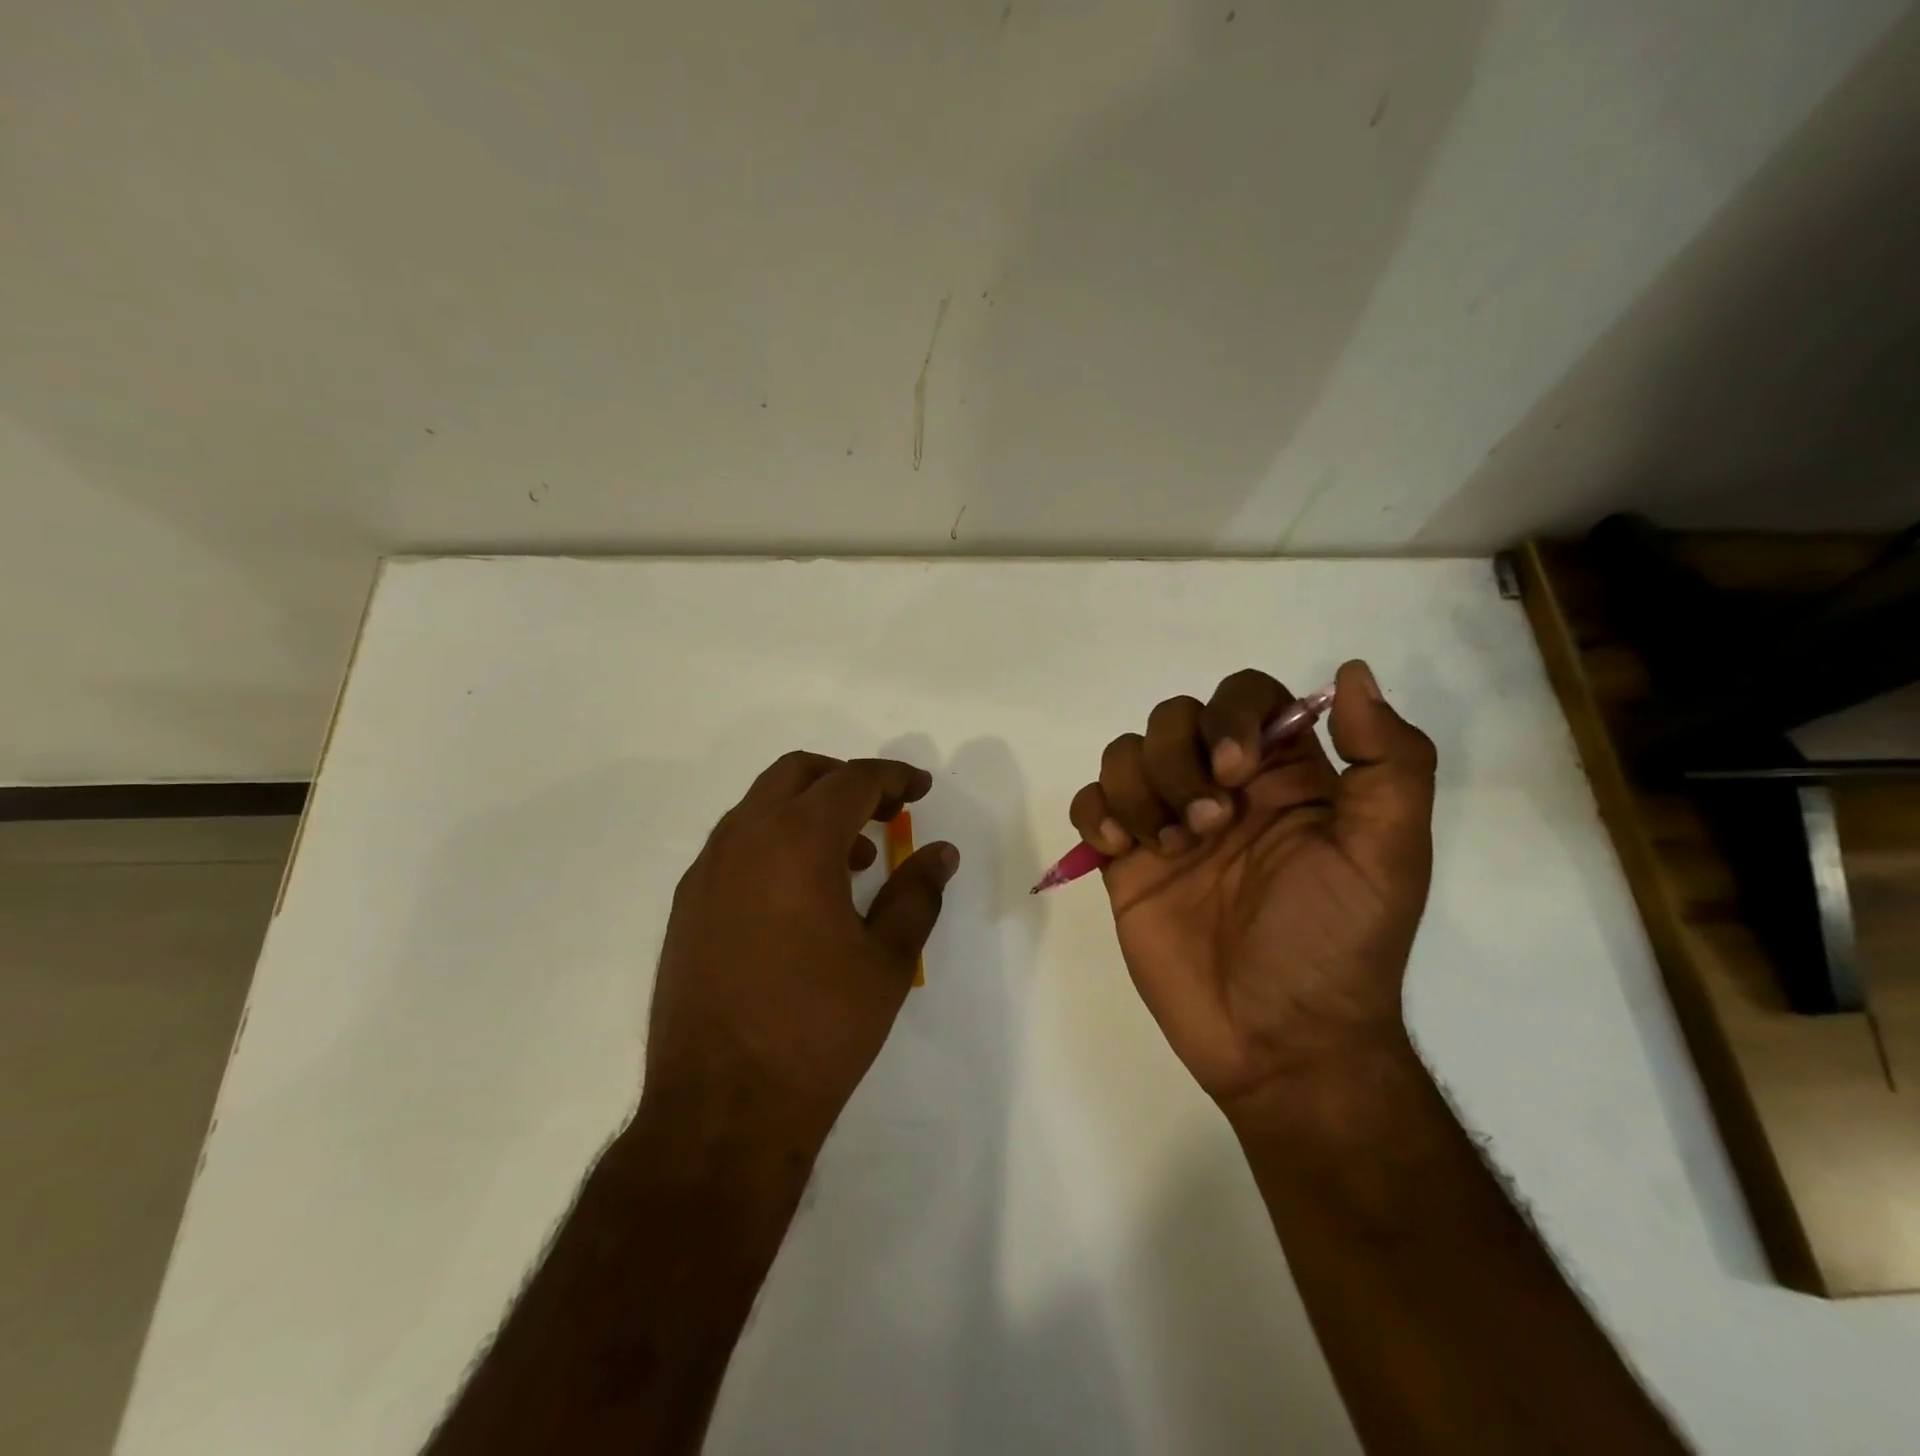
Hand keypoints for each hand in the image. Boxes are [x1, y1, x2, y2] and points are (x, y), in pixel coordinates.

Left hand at [640, 753, 959, 1166]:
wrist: (723, 1107)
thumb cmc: (820, 1028)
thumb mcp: (888, 959)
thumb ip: (917, 893)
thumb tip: (940, 853)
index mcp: (797, 842)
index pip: (852, 781)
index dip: (893, 777)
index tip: (921, 788)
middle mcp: (743, 840)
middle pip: (796, 774)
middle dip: (845, 779)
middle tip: (884, 809)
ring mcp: (706, 872)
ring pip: (760, 806)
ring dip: (808, 810)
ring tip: (852, 857)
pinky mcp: (687, 905)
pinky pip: (735, 845)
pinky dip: (775, 841)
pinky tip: (800, 894)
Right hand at [1069, 661, 1435, 1117]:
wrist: (1278, 1043)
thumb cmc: (1335, 946)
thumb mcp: (1387, 856)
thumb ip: (1390, 763)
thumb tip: (1354, 672)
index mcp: (1285, 777)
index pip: (1246, 696)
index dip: (1230, 714)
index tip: (1234, 770)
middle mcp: (1222, 789)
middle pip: (1174, 717)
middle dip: (1178, 761)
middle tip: (1207, 826)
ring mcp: (1169, 823)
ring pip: (1126, 754)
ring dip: (1140, 790)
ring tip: (1167, 848)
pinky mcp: (1126, 861)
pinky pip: (1091, 802)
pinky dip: (1097, 812)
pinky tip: (1121, 849)